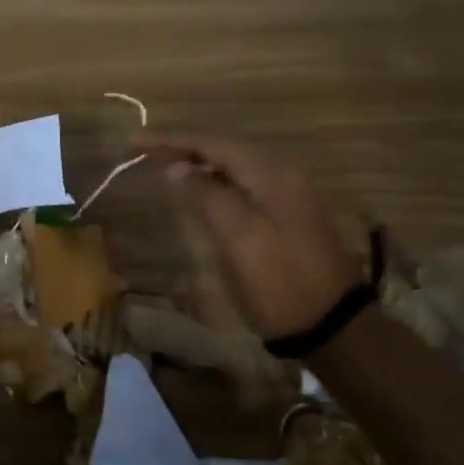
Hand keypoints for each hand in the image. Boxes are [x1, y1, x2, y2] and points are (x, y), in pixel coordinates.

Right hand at [141, 134, 360, 339]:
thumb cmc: (279, 281)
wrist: (331, 325)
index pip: (212, 143)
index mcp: (271, 174)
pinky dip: (212, 180)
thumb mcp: (239, 237)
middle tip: (140, 150)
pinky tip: (194, 188)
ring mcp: (286, 195)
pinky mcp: (284, 214)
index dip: (170, 139)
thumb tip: (177, 167)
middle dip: (181, 146)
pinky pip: (240, 184)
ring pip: (231, 166)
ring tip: (159, 163)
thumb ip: (207, 196)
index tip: (133, 141)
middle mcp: (280, 174)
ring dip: (195, 162)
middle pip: (223, 149)